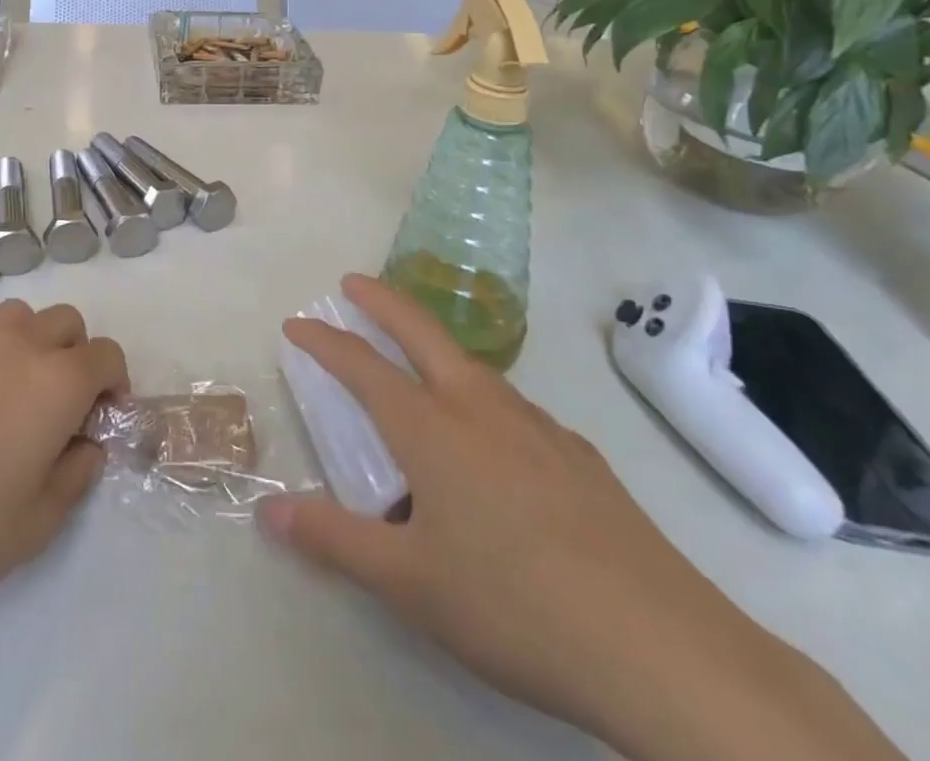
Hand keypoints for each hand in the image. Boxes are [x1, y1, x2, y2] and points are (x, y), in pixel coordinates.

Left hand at [0, 299, 127, 622]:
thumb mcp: (35, 524)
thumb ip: (74, 479)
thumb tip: (85, 448)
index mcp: (58, 379)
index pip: (107, 355)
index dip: (115, 385)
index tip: (101, 423)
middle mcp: (21, 346)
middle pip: (67, 323)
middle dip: (77, 356)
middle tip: (61, 410)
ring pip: (22, 318)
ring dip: (34, 344)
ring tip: (16, 399)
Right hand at [259, 275, 903, 760]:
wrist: (661, 647)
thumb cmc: (514, 607)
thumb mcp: (409, 584)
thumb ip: (334, 541)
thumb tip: (267, 512)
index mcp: (431, 428)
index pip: (362, 366)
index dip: (325, 341)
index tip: (297, 323)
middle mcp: (479, 407)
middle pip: (420, 330)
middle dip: (381, 300)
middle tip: (353, 282)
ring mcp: (536, 424)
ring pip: (471, 365)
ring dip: (433, 346)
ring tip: (418, 365)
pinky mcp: (579, 453)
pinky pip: (512, 407)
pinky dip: (481, 397)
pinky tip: (495, 441)